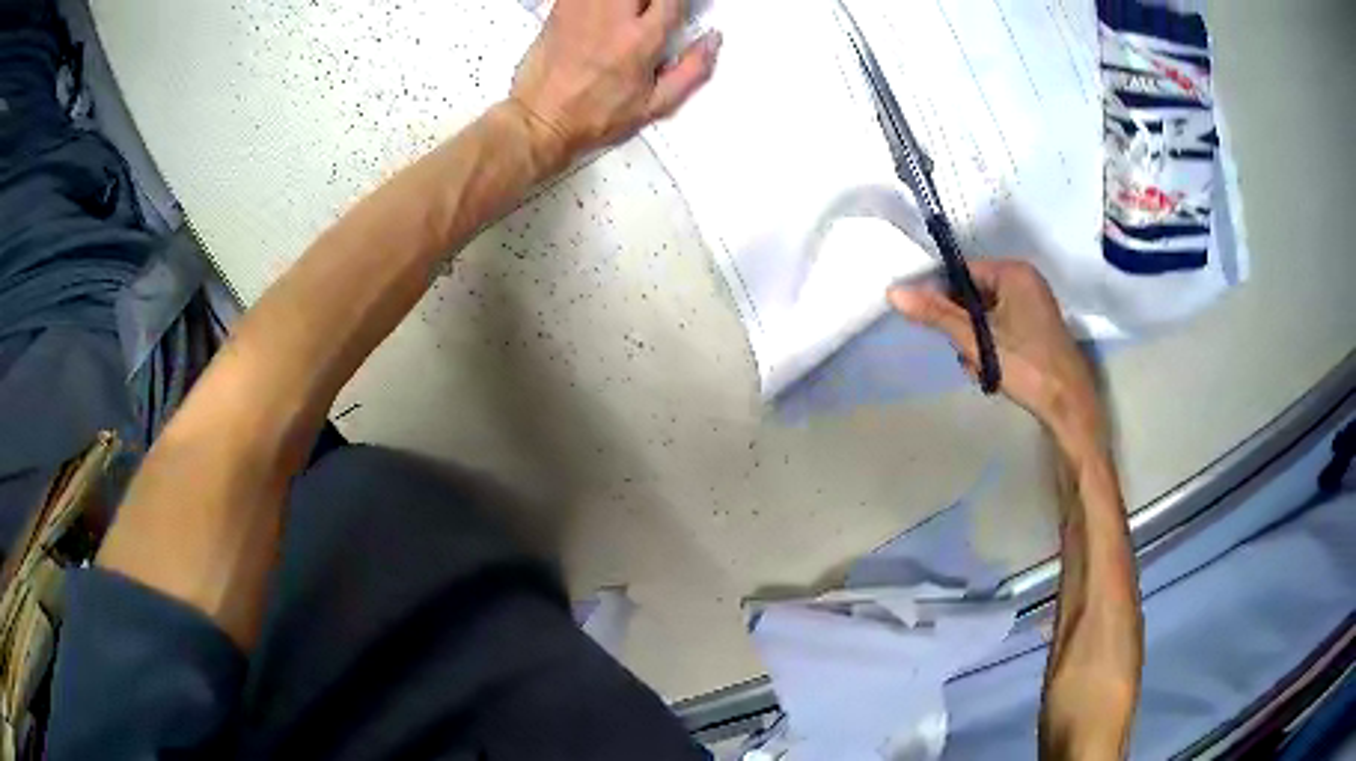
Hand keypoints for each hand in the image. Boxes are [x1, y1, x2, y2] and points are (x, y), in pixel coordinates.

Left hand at [509, 0, 720, 168]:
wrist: (541, 120)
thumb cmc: (595, 116)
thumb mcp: (655, 105)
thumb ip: (692, 70)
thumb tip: (713, 39)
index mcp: (642, 40)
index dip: (680, 0)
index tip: (678, 6)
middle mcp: (613, 17)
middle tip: (652, 11)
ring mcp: (584, 9)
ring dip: (628, 1)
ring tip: (632, 12)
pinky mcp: (561, 8)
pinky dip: (599, 0)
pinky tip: (606, 11)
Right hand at [889, 260, 1103, 444]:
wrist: (1068, 405)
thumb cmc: (1025, 365)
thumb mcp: (976, 340)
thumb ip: (936, 314)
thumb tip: (894, 292)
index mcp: (1013, 272)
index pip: (963, 272)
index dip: (942, 296)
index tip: (933, 324)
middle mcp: (1025, 281)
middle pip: (973, 294)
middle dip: (962, 326)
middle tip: (967, 354)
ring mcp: (1034, 305)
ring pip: (985, 315)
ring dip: (975, 341)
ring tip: (982, 367)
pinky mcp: (1037, 328)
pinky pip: (1001, 327)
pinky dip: (991, 346)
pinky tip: (994, 370)